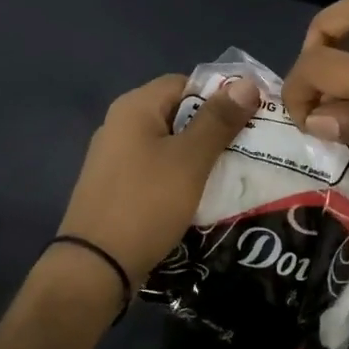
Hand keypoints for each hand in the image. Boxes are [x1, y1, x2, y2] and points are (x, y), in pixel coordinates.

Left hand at [57, 72, 261, 285]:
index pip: (185, 83)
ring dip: (201, 156)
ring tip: (236, 173)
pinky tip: (204, 196)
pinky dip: (182, 177)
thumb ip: (218, 120)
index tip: (253, 118)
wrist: (96, 267)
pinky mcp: (117, 188)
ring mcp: (115, 159)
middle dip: (215, 128)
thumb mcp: (190, 159)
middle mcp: (120, 125)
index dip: (221, 96)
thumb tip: (247, 82)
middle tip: (252, 147)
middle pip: (178, 113)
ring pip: (170, 145)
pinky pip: (158, 171)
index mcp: (135, 107)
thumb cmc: (146, 203)